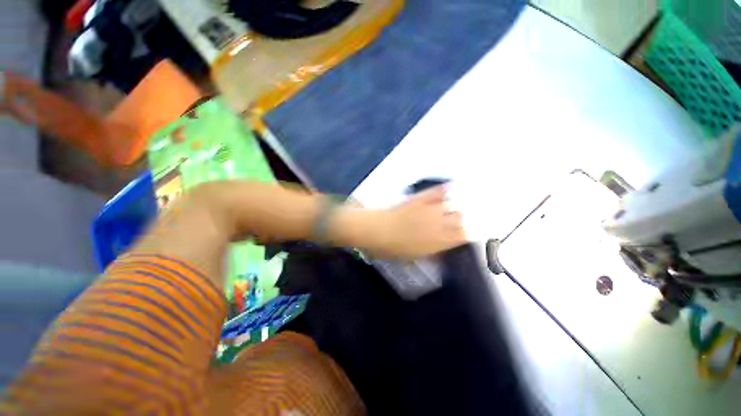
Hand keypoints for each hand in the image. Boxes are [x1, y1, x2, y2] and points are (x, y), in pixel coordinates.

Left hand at [358, 185, 465, 258]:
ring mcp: (430, 209)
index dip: (466, 234)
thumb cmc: (392, 248)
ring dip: (455, 207)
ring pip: (452, 206)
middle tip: (461, 220)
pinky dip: (444, 189)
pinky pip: (436, 192)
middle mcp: (439, 224)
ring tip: (459, 205)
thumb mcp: (412, 256)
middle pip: (460, 219)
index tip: (467, 233)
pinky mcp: (420, 199)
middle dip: (462, 220)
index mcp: (437, 241)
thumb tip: (441, 254)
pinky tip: (451, 186)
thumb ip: (430, 254)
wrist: (377, 231)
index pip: (461, 236)